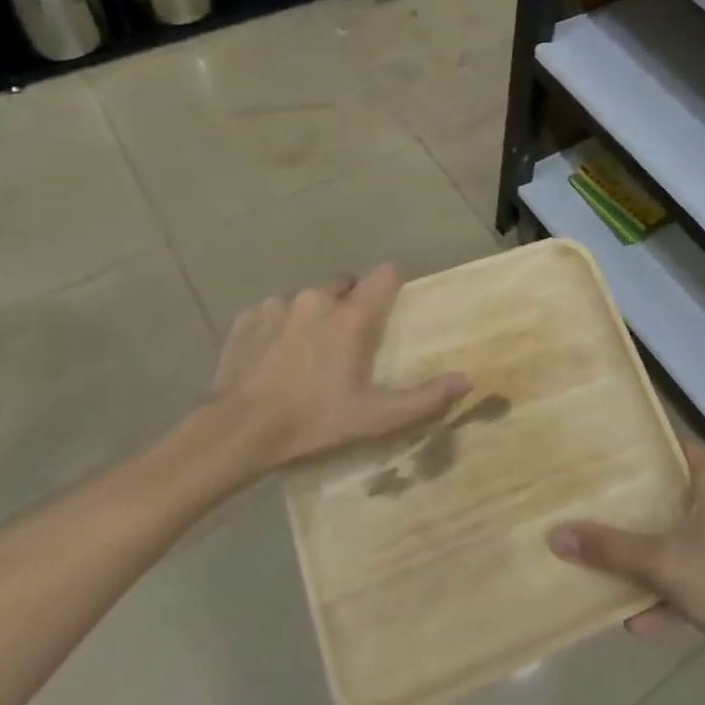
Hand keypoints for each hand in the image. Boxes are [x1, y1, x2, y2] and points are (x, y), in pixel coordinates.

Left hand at [166, 264, 470, 491]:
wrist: (236, 431)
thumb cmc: (312, 421)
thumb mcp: (374, 417)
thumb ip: (424, 398)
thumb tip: (467, 381)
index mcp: (350, 316)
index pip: (385, 273)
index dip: (393, 285)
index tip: (392, 308)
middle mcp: (316, 298)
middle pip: (346, 283)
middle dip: (352, 304)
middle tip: (349, 344)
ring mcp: (278, 304)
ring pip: (309, 298)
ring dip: (315, 315)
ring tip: (309, 354)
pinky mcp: (248, 316)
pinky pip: (275, 310)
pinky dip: (281, 326)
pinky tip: (275, 358)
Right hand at [549, 438, 704, 680]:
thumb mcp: (660, 562)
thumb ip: (608, 548)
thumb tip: (555, 533)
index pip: (675, 446)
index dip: (642, 448)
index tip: (606, 454)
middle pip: (675, 493)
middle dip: (638, 504)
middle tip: (597, 502)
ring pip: (683, 538)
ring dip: (650, 555)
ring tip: (609, 562)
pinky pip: (695, 576)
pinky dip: (670, 593)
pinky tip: (636, 621)